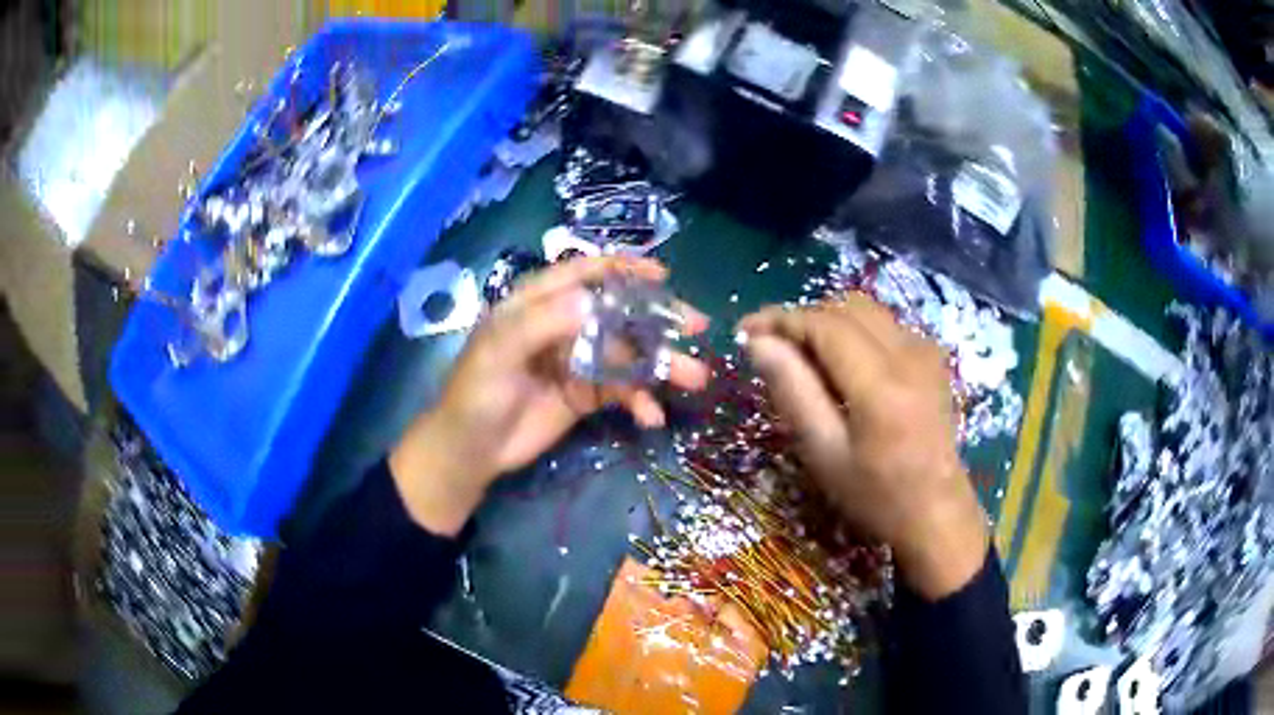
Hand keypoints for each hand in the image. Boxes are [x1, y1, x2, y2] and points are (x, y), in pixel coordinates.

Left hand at [390, 256, 710, 535]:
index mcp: (537, 304)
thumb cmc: (475, 395)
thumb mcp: (498, 354)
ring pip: (627, 354)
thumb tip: (592, 299)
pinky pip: (621, 390)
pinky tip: (652, 417)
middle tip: (696, 326)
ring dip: (660, 366)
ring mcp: (577, 360)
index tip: (661, 276)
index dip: (622, 269)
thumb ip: (541, 323)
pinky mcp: (585, 394)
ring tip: (694, 378)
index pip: (583, 274)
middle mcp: (562, 325)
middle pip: (616, 313)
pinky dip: (639, 401)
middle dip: (657, 319)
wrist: (471, 452)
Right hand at [738, 295, 987, 599]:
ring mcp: (926, 352)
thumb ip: (793, 392)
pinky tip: (843, 366)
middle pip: (846, 307)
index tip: (745, 330)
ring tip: (803, 356)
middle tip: (771, 347)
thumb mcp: (824, 453)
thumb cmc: (875, 495)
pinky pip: (886, 325)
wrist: (937, 512)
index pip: (823, 324)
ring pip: (867, 311)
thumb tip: (759, 343)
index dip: (781, 320)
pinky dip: (855, 331)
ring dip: (829, 321)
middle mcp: (908, 353)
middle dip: (804, 318)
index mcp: (880, 382)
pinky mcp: (933, 359)